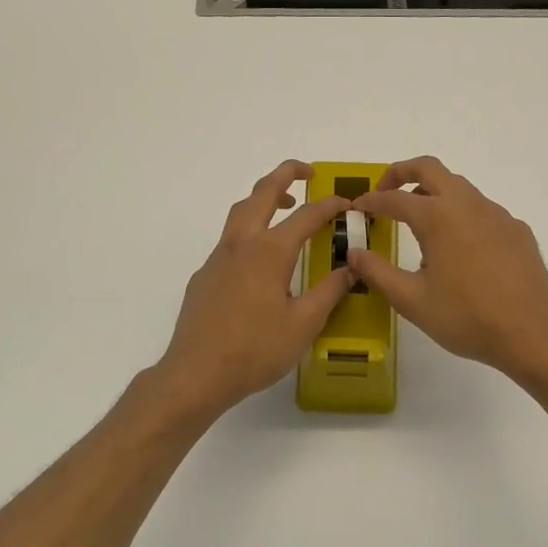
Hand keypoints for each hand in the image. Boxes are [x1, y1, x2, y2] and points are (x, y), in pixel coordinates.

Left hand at [156, 160, 354, 418]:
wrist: (196, 374)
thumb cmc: (255, 350)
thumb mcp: (304, 323)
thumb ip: (329, 291)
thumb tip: (350, 268)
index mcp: (270, 252)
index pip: (307, 215)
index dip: (330, 205)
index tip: (347, 203)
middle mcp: (241, 244)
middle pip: (262, 193)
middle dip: (285, 175)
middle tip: (308, 172)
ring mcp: (218, 258)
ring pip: (240, 212)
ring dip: (264, 199)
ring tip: (285, 207)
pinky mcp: (204, 276)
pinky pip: (229, 239)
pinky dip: (250, 230)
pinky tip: (260, 261)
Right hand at [347, 156, 547, 386]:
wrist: (532, 333)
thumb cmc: (466, 317)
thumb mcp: (412, 300)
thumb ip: (377, 272)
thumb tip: (354, 253)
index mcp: (438, 217)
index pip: (395, 198)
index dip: (372, 201)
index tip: (357, 208)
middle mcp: (468, 204)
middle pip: (429, 168)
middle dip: (401, 173)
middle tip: (385, 192)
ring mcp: (497, 214)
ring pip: (459, 187)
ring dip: (433, 194)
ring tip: (419, 226)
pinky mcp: (517, 230)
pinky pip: (482, 210)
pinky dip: (461, 215)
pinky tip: (460, 250)